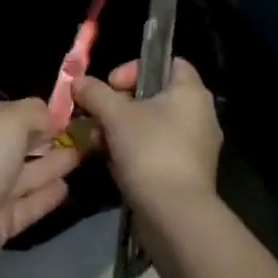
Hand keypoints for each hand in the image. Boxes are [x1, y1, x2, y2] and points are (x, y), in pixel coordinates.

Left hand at [0, 98, 79, 277]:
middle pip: (21, 143)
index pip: (14, 112)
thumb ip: (33, 113)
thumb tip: (51, 114)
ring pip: (26, 174)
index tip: (74, 112)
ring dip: (52, 165)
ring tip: (83, 156)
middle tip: (87, 135)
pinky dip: (45, 197)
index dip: (42, 112)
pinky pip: (27, 205)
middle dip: (49, 138)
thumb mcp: (8, 122)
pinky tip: (67, 188)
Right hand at [73, 58, 220, 216]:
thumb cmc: (150, 150)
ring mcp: (195, 147)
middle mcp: (199, 115)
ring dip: (120, 129)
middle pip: (153, 96)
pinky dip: (133, 151)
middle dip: (119, 104)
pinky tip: (111, 162)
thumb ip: (95, 92)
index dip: (136, 67)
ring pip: (151, 125)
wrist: (175, 215)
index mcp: (191, 93)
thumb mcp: (114, 114)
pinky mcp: (187, 173)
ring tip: (97, 142)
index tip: (112, 85)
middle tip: (97, 115)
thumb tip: (78, 81)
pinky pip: (156, 150)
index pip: (169, 62)